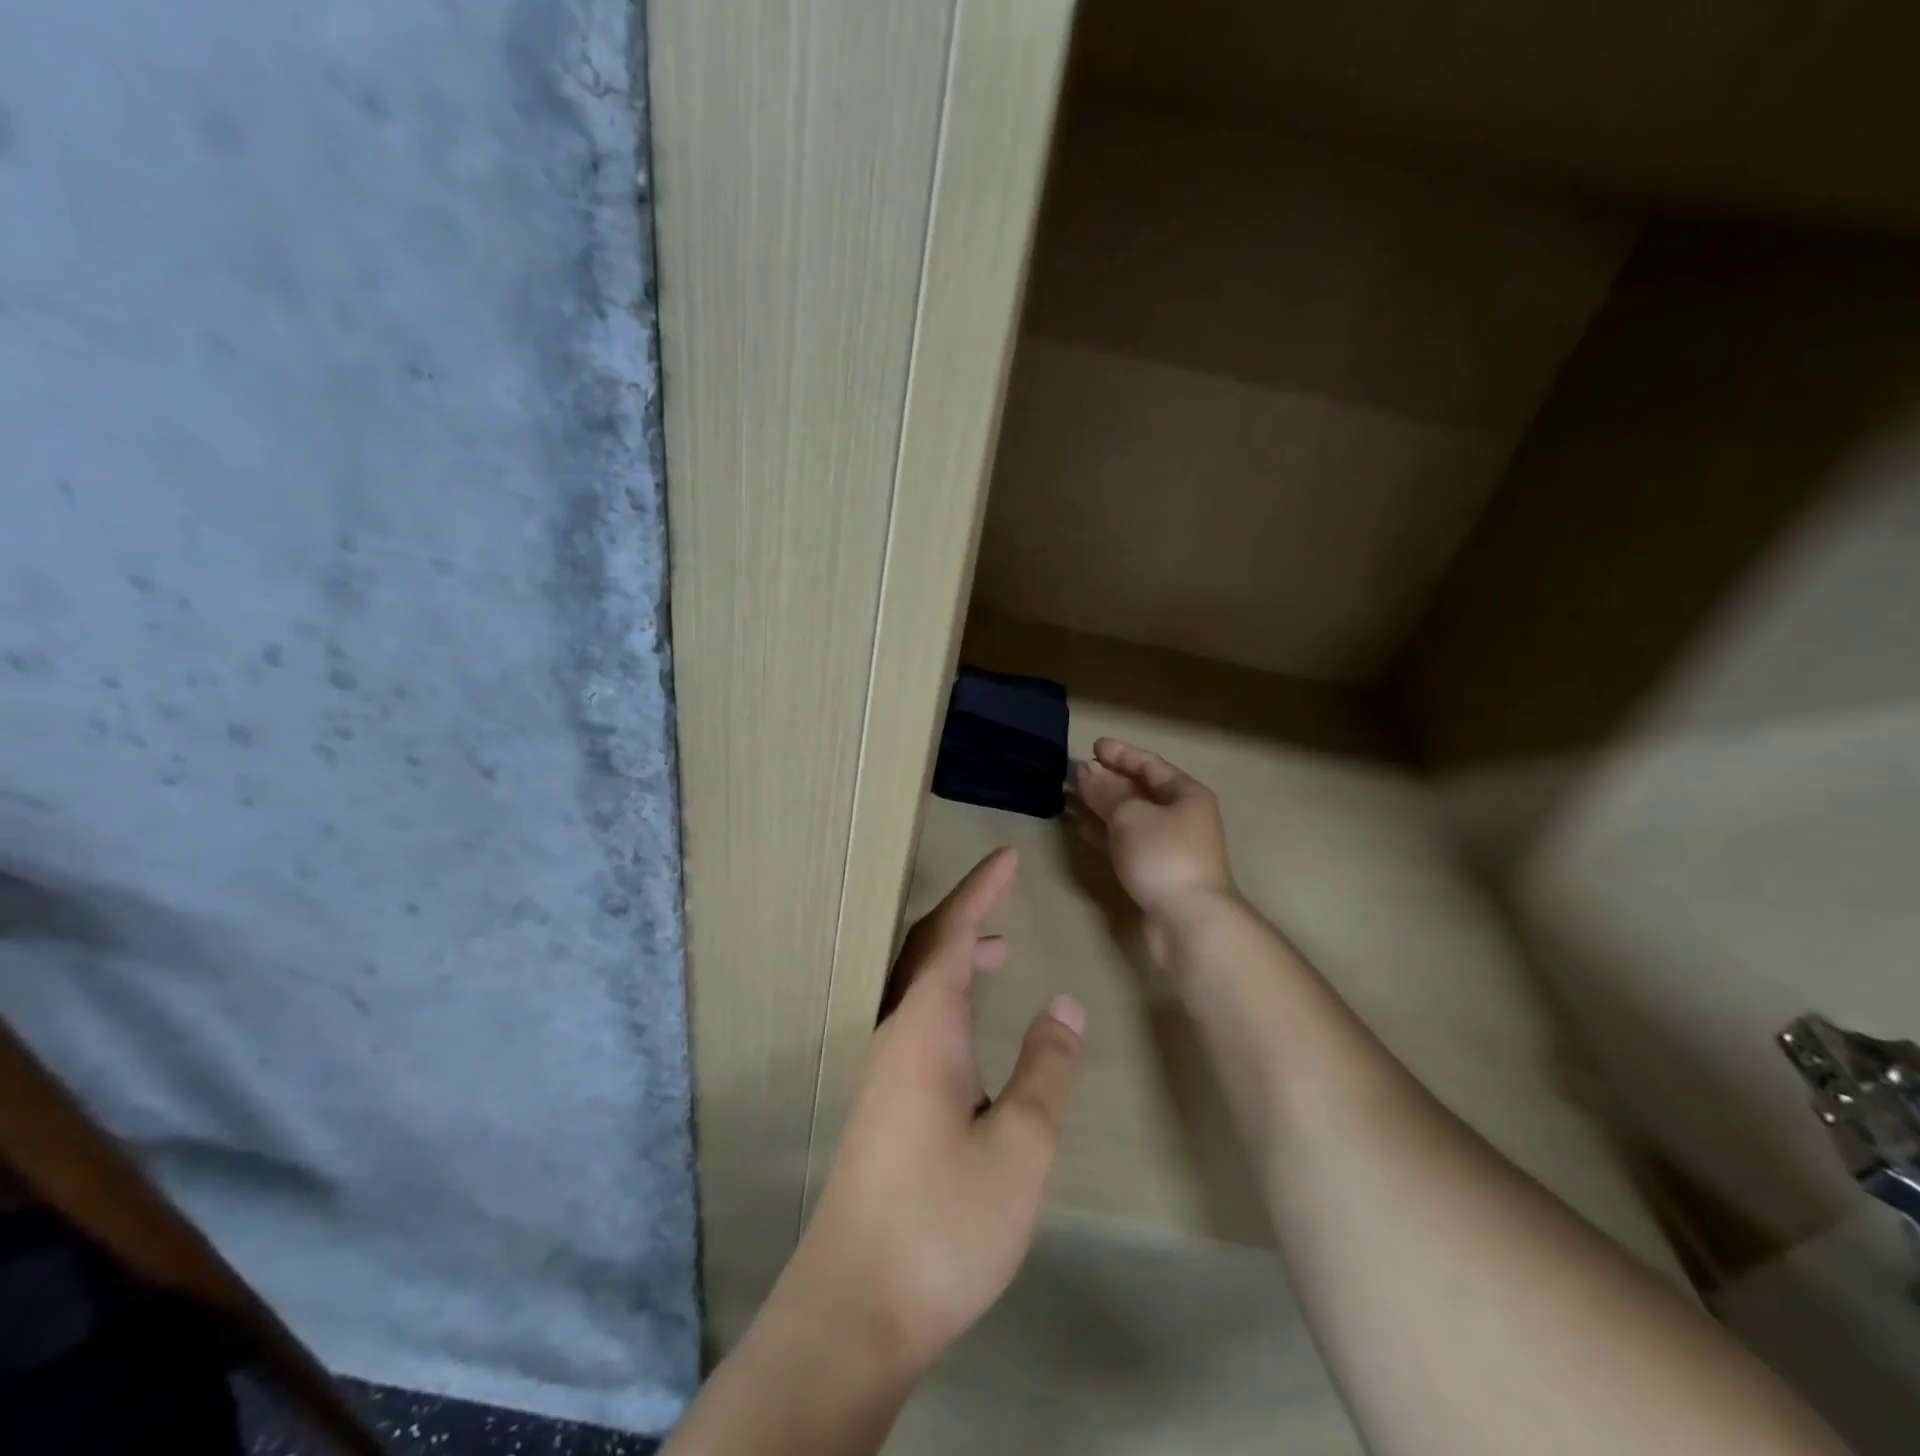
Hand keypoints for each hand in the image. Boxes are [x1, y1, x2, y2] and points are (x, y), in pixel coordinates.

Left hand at [771, 848, 1084, 1382]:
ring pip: (918, 986)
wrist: (858, 1306)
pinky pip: (916, 1019)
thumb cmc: (945, 1221)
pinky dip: (948, 996)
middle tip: (1005, 893)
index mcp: (924, 1027)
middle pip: (925, 949)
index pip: (950, 934)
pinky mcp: (884, 1101)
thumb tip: (1064, 1003)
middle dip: (965, 913)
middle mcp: (895, 1033)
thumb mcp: (1021, 1145)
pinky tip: (971, 1028)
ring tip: (999, 950)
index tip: (1006, 856)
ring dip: (955, 956)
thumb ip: (1046, 1067)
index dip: (979, 890)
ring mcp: (884, 1069)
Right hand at [1069, 737, 1239, 956]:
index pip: (1150, 765)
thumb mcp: (1130, 814)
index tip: (1093, 746)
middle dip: (1107, 780)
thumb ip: (1105, 791)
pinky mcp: (1155, 872)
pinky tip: (1081, 828)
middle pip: (1140, 791)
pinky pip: (1126, 842)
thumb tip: (1084, 770)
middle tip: (1075, 771)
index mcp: (1186, 794)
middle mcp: (1181, 817)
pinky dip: (1104, 832)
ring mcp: (1169, 846)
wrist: (1189, 921)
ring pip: (1130, 818)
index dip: (1121, 754)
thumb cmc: (1163, 855)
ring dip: (1101, 807)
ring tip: (1070, 797)